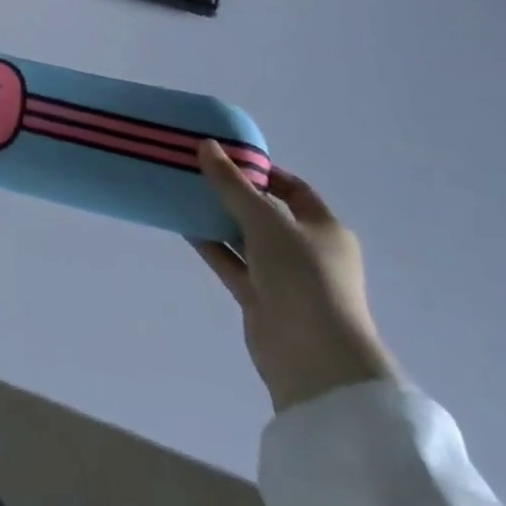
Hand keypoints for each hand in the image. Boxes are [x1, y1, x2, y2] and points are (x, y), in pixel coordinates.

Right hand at [194, 140, 398, 413]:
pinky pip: (231, 262)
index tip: (226, 156)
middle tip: (196, 170)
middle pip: (265, 212)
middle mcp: (306, 250)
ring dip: (217, 218)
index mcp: (323, 229)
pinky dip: (210, 244)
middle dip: (232, 193)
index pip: (293, 189)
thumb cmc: (303, 278)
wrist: (315, 359)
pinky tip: (182, 224)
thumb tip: (206, 146)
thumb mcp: (266, 221)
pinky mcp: (259, 298)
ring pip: (244, 238)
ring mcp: (282, 277)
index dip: (262, 171)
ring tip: (182, 191)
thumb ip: (232, 184)